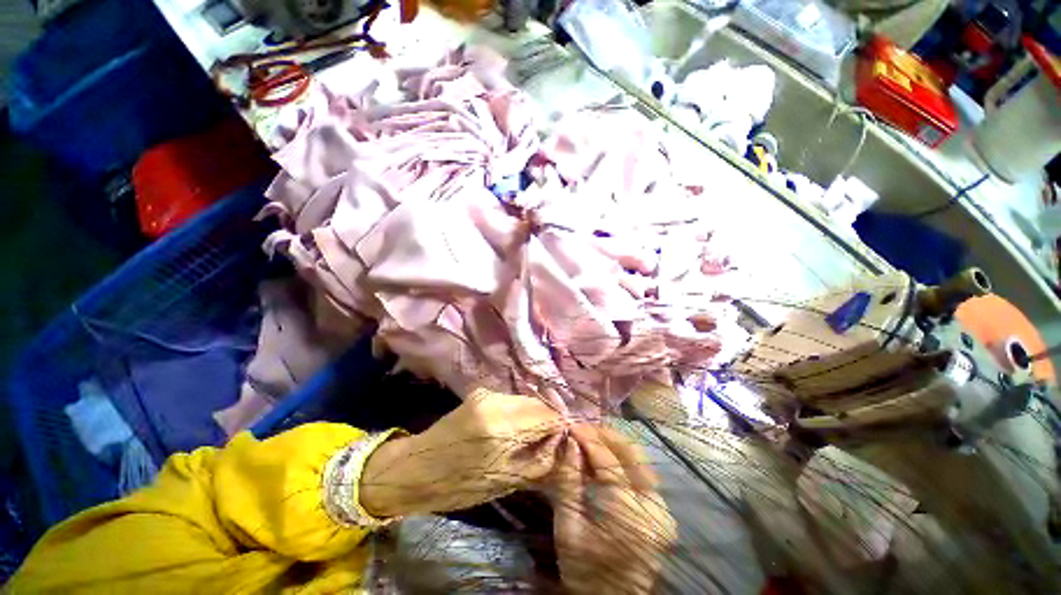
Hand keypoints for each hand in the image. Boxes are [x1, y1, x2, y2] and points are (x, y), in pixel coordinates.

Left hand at [360, 388, 566, 516]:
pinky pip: (509, 399)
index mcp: (502, 429)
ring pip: (524, 398)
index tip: (564, 436)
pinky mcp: (479, 392)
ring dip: (532, 413)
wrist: (415, 470)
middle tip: (548, 438)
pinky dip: (517, 411)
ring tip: (529, 435)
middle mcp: (495, 402)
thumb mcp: (507, 482)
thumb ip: (540, 459)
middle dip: (547, 417)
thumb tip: (561, 438)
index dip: (560, 424)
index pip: (547, 415)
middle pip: (536, 402)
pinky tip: (511, 427)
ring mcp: (486, 393)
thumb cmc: (460, 486)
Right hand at [551, 424, 675, 594]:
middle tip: (583, 427)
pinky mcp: (662, 511)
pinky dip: (623, 459)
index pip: (608, 461)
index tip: (571, 425)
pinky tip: (605, 456)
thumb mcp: (568, 528)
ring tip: (591, 437)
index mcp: (629, 514)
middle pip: (632, 453)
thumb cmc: (585, 570)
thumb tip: (570, 442)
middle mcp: (653, 506)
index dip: (588, 438)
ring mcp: (662, 508)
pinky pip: (642, 472)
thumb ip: (568, 481)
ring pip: (640, 459)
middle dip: (605, 434)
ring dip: (615, 443)